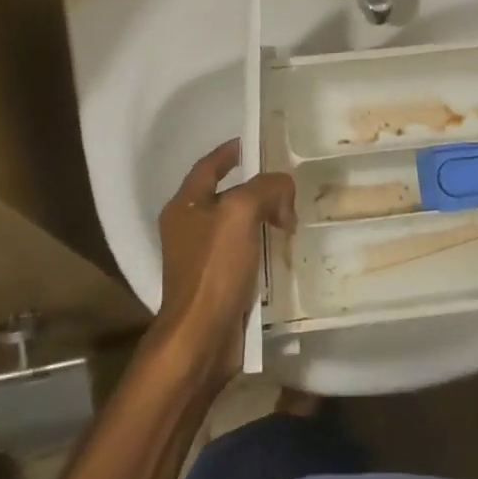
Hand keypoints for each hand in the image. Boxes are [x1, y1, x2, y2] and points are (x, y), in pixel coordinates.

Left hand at [154, 139, 294, 388]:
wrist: (201, 336)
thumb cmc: (215, 268)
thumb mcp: (241, 212)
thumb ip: (266, 188)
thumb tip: (284, 192)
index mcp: (185, 206)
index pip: (208, 166)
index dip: (231, 151)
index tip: (257, 142)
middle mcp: (188, 228)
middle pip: (225, 194)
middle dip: (256, 187)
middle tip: (287, 184)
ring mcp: (200, 258)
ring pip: (236, 224)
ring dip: (263, 217)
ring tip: (292, 216)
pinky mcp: (216, 282)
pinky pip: (242, 251)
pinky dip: (262, 244)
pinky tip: (283, 248)